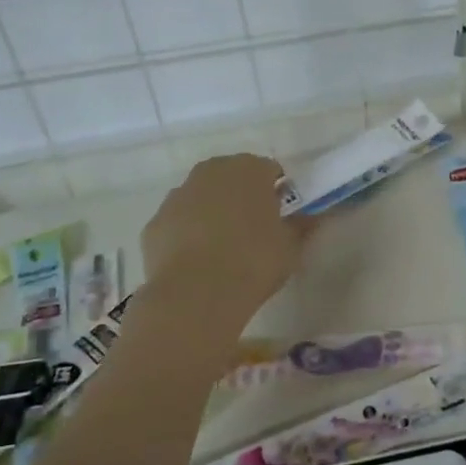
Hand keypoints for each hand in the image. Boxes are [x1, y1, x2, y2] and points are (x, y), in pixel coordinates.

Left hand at [140, 155, 307, 331]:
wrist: (195, 294)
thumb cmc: (253, 262)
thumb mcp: (291, 246)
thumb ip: (301, 226)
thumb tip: (311, 217)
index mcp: (249, 169)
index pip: (269, 170)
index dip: (276, 192)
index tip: (280, 216)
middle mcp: (211, 172)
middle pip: (231, 177)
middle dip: (241, 196)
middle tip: (253, 230)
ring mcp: (178, 195)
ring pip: (201, 197)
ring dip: (211, 213)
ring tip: (222, 249)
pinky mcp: (154, 223)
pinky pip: (178, 223)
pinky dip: (186, 235)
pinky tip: (196, 263)